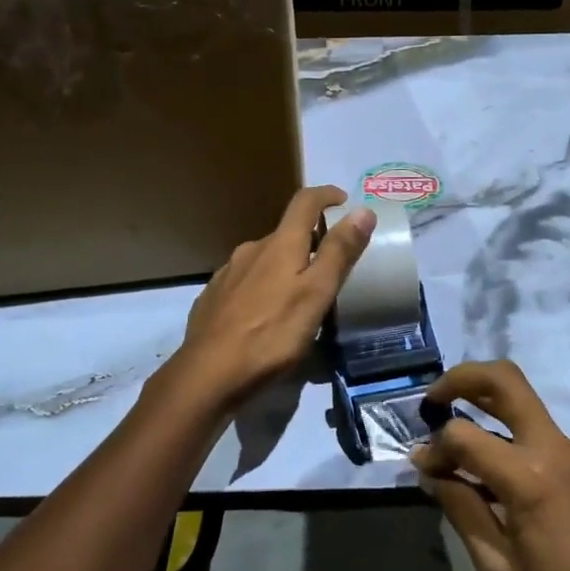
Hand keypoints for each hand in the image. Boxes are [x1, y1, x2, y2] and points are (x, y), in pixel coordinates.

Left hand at [172, 186, 374, 406]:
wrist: (207, 375)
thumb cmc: (271, 334)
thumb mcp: (316, 294)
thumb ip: (338, 252)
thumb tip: (362, 210)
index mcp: (279, 244)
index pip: (304, 202)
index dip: (326, 195)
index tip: (344, 201)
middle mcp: (250, 250)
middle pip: (284, 234)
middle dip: (309, 241)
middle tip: (330, 266)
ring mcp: (227, 274)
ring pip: (263, 260)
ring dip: (284, 267)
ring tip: (300, 295)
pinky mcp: (212, 299)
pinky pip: (245, 282)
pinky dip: (263, 288)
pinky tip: (266, 314)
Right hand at [411, 361, 569, 570]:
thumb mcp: (497, 568)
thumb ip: (461, 508)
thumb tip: (430, 471)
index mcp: (530, 477)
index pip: (465, 435)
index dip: (435, 448)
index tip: (422, 470)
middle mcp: (556, 448)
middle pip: (506, 380)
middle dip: (462, 378)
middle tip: (433, 401)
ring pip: (524, 402)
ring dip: (486, 405)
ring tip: (456, 440)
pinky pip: (540, 433)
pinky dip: (508, 437)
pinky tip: (493, 474)